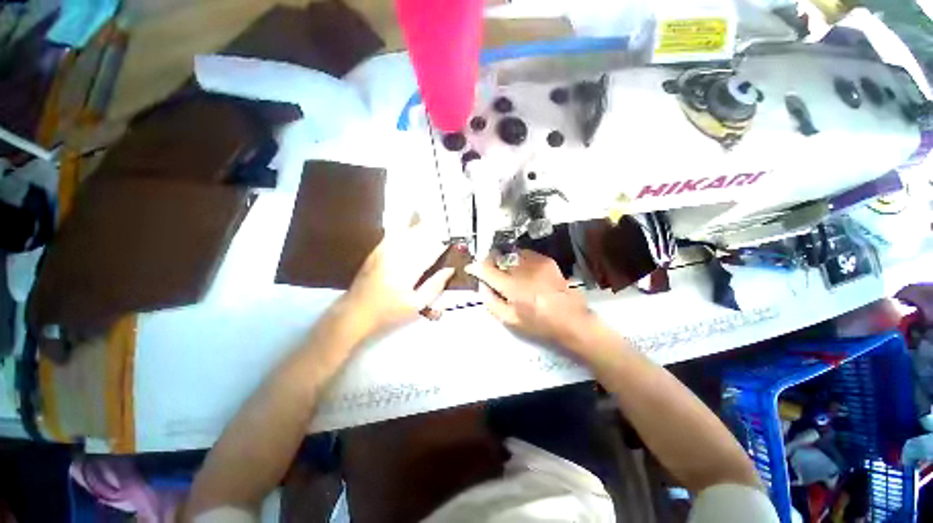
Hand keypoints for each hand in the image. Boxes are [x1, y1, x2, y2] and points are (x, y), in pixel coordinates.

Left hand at [344, 225, 453, 335]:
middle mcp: (398, 255)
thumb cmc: (389, 311)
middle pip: (419, 236)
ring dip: (418, 224)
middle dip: (432, 227)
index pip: (432, 250)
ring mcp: (385, 251)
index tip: (453, 239)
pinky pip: (393, 234)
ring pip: (406, 232)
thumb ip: (435, 286)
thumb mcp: (416, 305)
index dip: (444, 243)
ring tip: (428, 215)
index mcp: (409, 268)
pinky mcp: (376, 251)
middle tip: (443, 221)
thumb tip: (449, 270)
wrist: (355, 312)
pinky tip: (408, 222)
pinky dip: (403, 227)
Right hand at [466, 250, 592, 345]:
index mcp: (512, 287)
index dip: (476, 267)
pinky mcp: (546, 260)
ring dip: (505, 260)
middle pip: (498, 256)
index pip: (487, 270)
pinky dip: (519, 260)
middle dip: (490, 262)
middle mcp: (522, 269)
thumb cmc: (539, 323)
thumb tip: (482, 286)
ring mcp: (536, 262)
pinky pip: (525, 254)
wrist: (572, 319)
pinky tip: (523, 271)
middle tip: (491, 271)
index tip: (471, 268)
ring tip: (508, 271)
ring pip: (511, 253)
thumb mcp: (511, 320)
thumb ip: (491, 302)